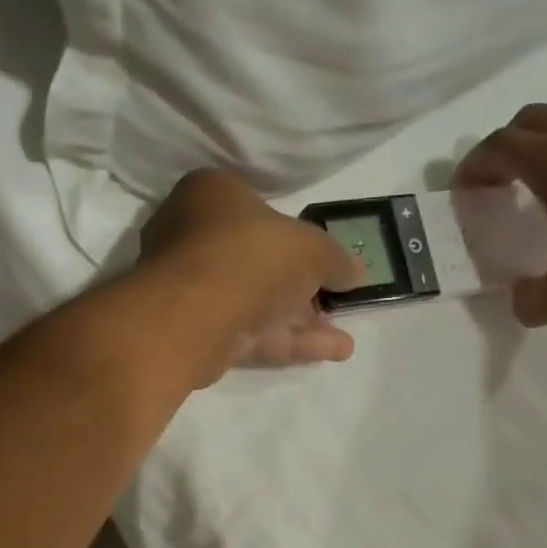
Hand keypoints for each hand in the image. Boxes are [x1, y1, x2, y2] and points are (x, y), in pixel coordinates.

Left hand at [138, 169, 363, 372]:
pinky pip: (250, 331)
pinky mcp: (196, 330)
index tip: (324, 257)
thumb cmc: (251, 255)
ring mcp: (192, 287)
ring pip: (256, 301)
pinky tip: (332, 352)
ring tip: (345, 339)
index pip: (257, 208)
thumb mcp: (311, 247)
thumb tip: (354, 272)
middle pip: (258, 260)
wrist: (194, 316)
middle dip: (303, 286)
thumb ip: (335, 258)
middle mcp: (194, 235)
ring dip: (302, 321)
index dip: (295, 233)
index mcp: (211, 194)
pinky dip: (289, 341)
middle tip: (335, 301)